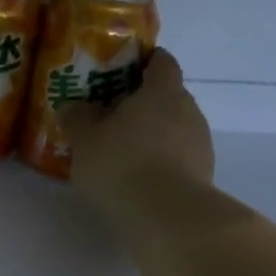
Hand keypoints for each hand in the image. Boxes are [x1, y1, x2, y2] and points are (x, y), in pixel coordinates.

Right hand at [62, 47, 214, 211]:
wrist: (166, 214)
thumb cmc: (121, 164)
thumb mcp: (85, 140)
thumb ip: (78, 117)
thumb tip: (72, 105)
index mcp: (161, 90)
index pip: (161, 61)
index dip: (143, 63)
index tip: (121, 73)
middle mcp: (188, 109)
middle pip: (167, 96)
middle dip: (143, 104)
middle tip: (112, 119)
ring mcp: (200, 142)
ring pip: (174, 128)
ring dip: (153, 136)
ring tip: (124, 155)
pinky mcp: (203, 172)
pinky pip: (179, 157)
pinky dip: (162, 162)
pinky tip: (139, 180)